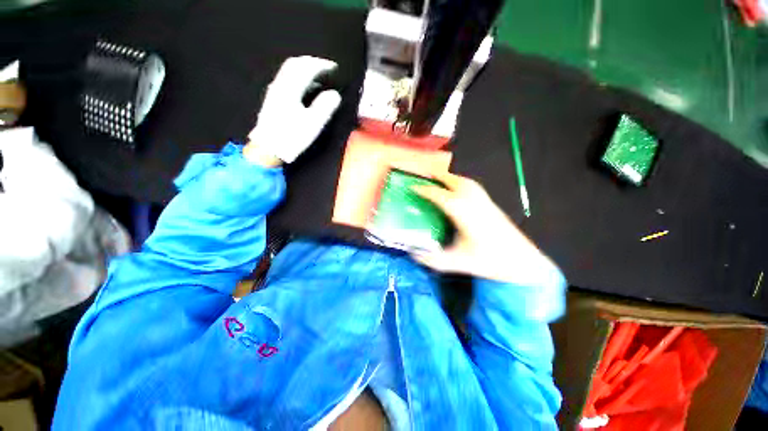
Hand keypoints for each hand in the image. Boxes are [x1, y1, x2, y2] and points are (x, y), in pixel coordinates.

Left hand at [244, 56, 341, 165]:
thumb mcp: (313, 123)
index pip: (306, 68)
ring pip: (289, 72)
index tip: (334, 67)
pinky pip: (287, 81)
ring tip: (319, 77)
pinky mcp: (273, 100)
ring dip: (305, 70)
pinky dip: (299, 79)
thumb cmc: (291, 137)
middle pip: (294, 64)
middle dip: (311, 63)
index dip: (321, 65)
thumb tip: (334, 94)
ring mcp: (275, 92)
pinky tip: (306, 89)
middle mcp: (280, 85)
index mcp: (290, 89)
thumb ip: (325, 106)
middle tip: (325, 67)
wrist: (267, 148)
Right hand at [412, 171, 554, 283]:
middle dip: (438, 177)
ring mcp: (484, 201)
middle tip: (425, 177)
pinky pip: (472, 186)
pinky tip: (457, 191)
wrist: (523, 262)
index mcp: (463, 212)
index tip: (412, 187)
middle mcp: (473, 201)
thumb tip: (413, 253)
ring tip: (439, 180)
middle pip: (454, 181)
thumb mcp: (457, 262)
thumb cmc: (490, 261)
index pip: (439, 195)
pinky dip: (460, 183)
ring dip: (450, 178)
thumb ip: (432, 259)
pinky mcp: (491, 204)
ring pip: (464, 181)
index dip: (424, 190)